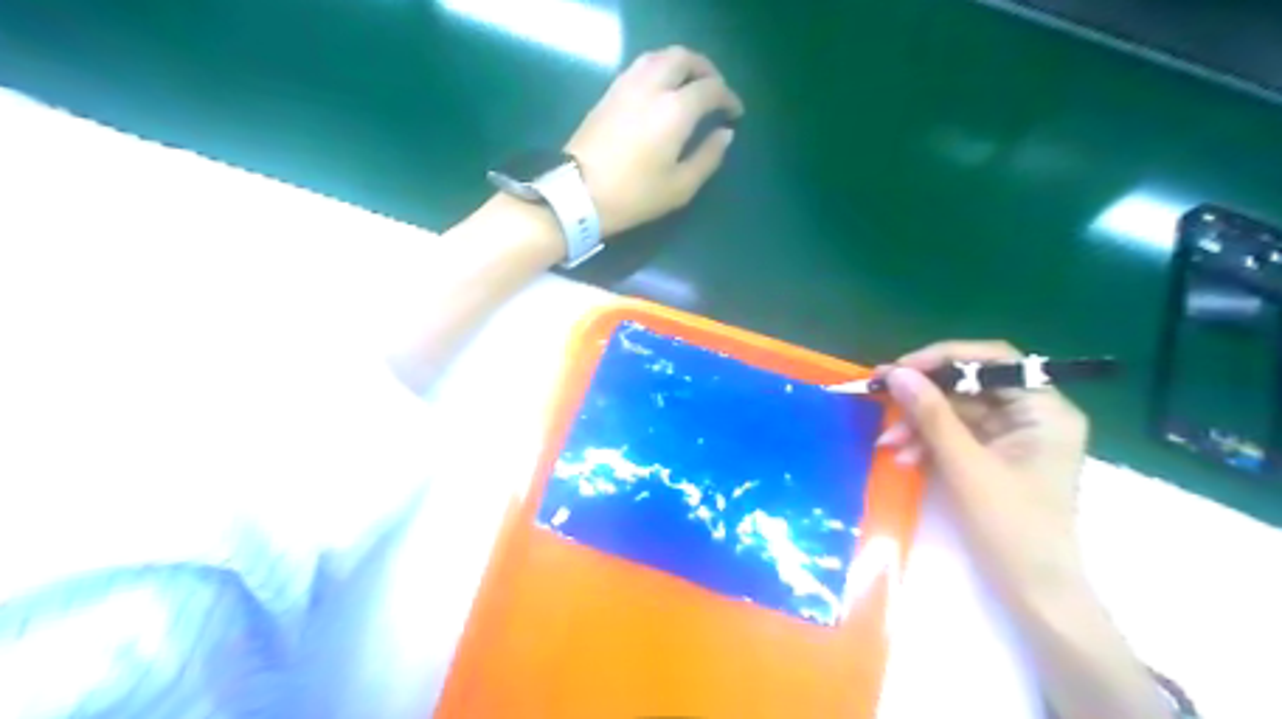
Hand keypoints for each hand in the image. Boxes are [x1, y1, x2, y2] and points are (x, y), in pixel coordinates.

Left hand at [566, 47, 746, 239]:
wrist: (578, 194)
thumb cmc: (634, 195)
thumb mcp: (680, 186)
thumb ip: (708, 157)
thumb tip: (725, 133)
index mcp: (675, 110)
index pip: (711, 88)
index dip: (728, 98)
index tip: (735, 114)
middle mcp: (652, 87)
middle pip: (684, 58)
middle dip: (705, 70)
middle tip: (715, 91)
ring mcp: (626, 86)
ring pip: (659, 56)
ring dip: (681, 64)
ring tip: (689, 86)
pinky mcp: (608, 93)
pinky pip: (640, 67)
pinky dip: (658, 69)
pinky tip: (661, 91)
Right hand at [871, 341, 1089, 602]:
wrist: (1034, 591)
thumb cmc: (1012, 527)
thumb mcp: (965, 465)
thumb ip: (931, 415)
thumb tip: (897, 373)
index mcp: (1045, 410)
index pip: (994, 360)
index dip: (944, 358)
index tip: (901, 369)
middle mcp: (1033, 415)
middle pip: (970, 386)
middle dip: (923, 399)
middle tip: (880, 398)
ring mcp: (1014, 436)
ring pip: (956, 412)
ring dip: (919, 425)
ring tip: (888, 444)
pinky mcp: (996, 456)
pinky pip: (955, 435)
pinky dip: (928, 443)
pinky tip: (905, 457)